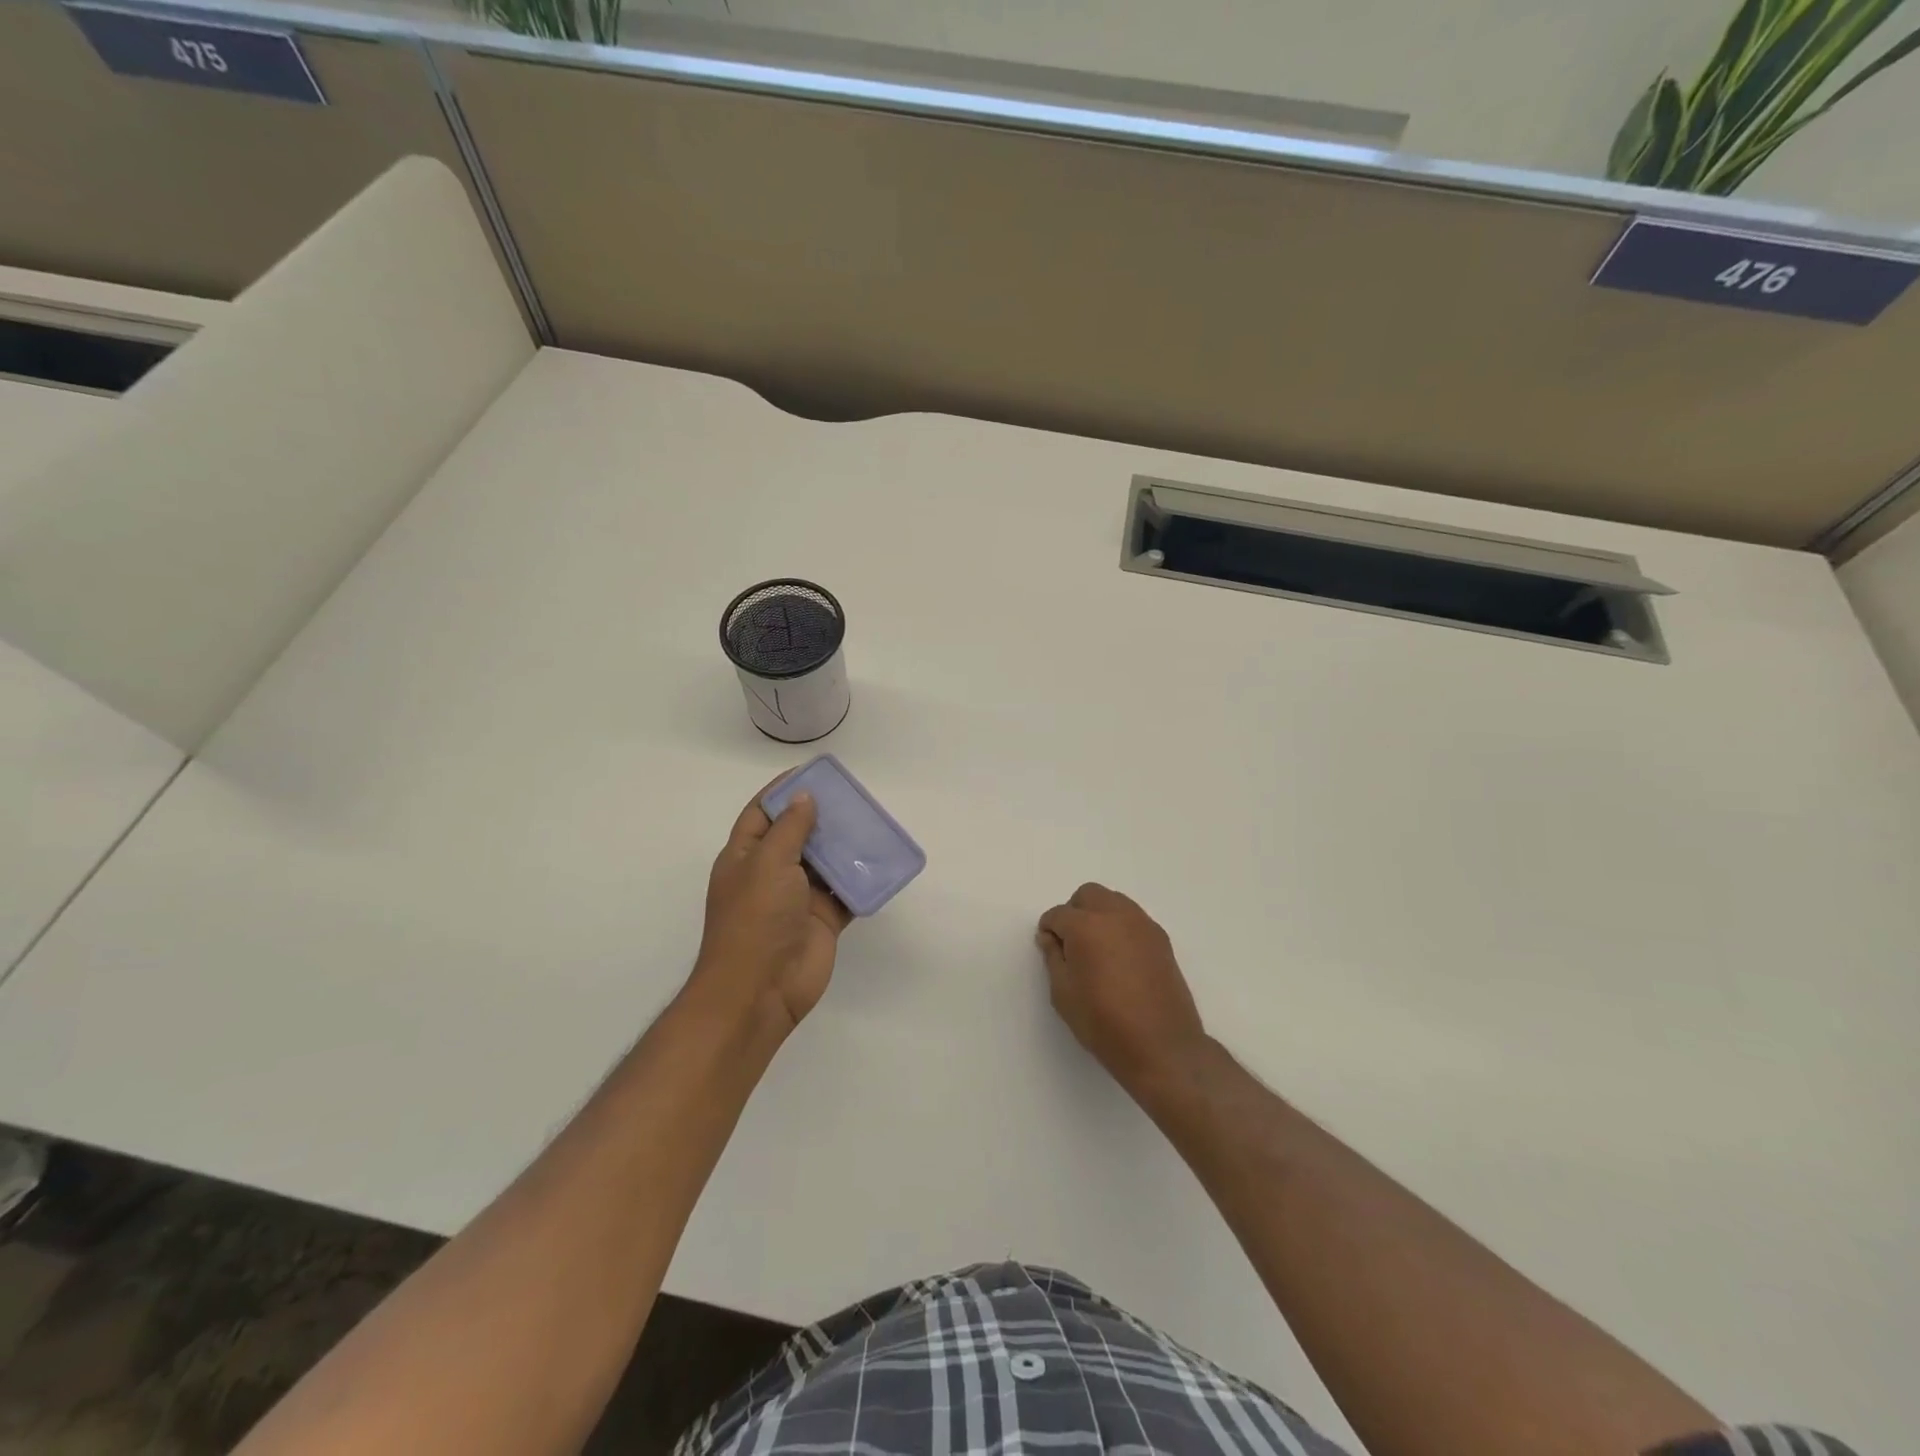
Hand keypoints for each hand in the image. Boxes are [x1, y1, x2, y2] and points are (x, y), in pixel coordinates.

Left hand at [691, 781, 850, 1037]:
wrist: (760, 990)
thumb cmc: (755, 919)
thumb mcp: (767, 863)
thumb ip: (790, 829)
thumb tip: (803, 797)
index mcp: (745, 856)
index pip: (763, 813)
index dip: (783, 792)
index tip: (812, 773)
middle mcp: (771, 873)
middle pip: (798, 834)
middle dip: (821, 815)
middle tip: (852, 796)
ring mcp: (798, 898)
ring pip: (825, 862)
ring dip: (844, 845)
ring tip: (871, 821)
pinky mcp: (823, 919)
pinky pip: (845, 892)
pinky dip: (860, 878)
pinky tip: (880, 860)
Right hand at [1037, 884, 1208, 1093]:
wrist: (1162, 1046)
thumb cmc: (1104, 1023)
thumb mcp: (1064, 994)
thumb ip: (1053, 958)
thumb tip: (1050, 937)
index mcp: (1086, 926)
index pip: (1058, 914)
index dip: (1049, 930)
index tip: (1049, 948)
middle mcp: (1115, 915)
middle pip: (1088, 895)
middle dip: (1074, 912)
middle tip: (1071, 944)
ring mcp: (1143, 925)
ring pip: (1114, 901)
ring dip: (1099, 915)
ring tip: (1097, 950)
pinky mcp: (1161, 939)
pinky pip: (1133, 918)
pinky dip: (1120, 927)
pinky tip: (1120, 958)